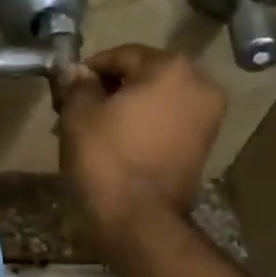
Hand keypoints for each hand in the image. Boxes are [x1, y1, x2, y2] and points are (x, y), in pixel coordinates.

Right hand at [58, 45, 225, 232]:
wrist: (140, 220)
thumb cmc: (106, 160)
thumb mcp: (79, 115)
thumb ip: (78, 85)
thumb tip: (76, 72)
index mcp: (170, 68)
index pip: (122, 56)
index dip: (90, 69)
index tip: (67, 86)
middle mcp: (199, 85)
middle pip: (144, 76)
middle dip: (111, 90)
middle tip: (78, 108)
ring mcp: (207, 118)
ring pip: (157, 101)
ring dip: (127, 109)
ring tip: (94, 129)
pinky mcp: (204, 146)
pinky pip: (168, 123)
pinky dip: (144, 127)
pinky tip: (117, 143)